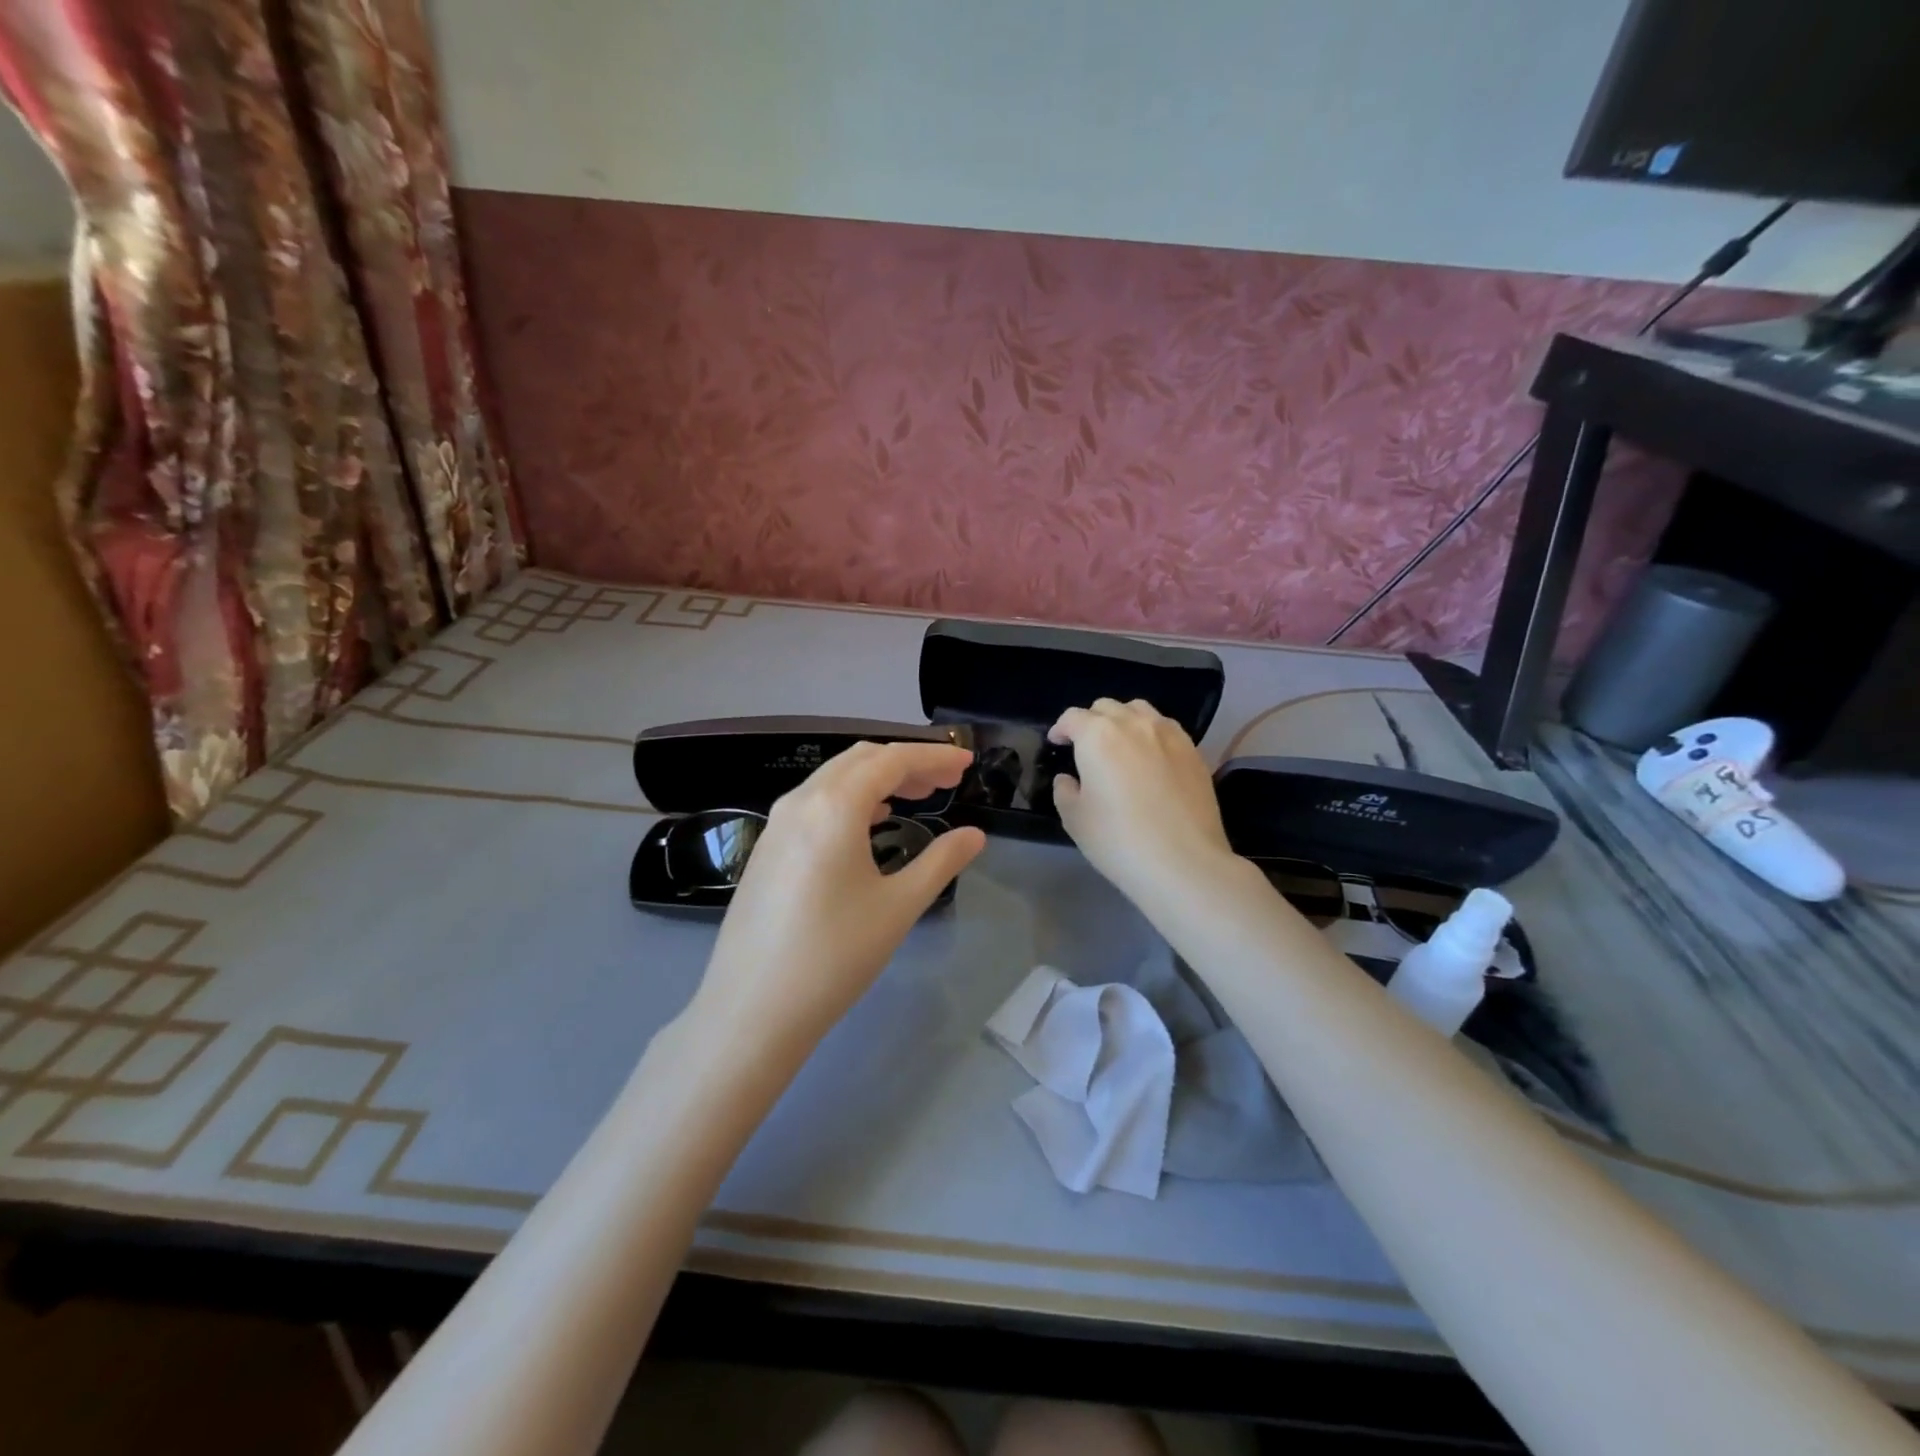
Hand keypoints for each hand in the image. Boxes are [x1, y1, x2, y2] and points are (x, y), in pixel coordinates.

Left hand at [692, 742, 986, 1054]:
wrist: (752, 1010)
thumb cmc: (834, 956)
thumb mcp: (898, 907)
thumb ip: (941, 862)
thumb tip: (974, 835)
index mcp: (834, 807)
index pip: (891, 760)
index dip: (933, 756)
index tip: (966, 762)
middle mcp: (800, 802)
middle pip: (860, 760)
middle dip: (907, 763)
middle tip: (946, 782)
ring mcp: (776, 824)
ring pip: (834, 778)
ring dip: (877, 779)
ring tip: (915, 798)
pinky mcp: (766, 849)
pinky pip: (814, 803)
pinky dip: (850, 798)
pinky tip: (869, 823)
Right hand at [1048, 698, 1236, 907]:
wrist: (1183, 862)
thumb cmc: (1118, 840)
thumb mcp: (1075, 819)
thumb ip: (1065, 791)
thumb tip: (1069, 779)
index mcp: (1097, 736)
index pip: (1073, 717)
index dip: (1060, 728)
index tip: (1057, 743)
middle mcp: (1133, 724)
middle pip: (1106, 707)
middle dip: (1091, 722)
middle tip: (1086, 747)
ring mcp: (1168, 734)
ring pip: (1139, 710)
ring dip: (1122, 720)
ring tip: (1120, 745)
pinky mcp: (1193, 751)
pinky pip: (1166, 728)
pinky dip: (1151, 733)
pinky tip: (1151, 757)